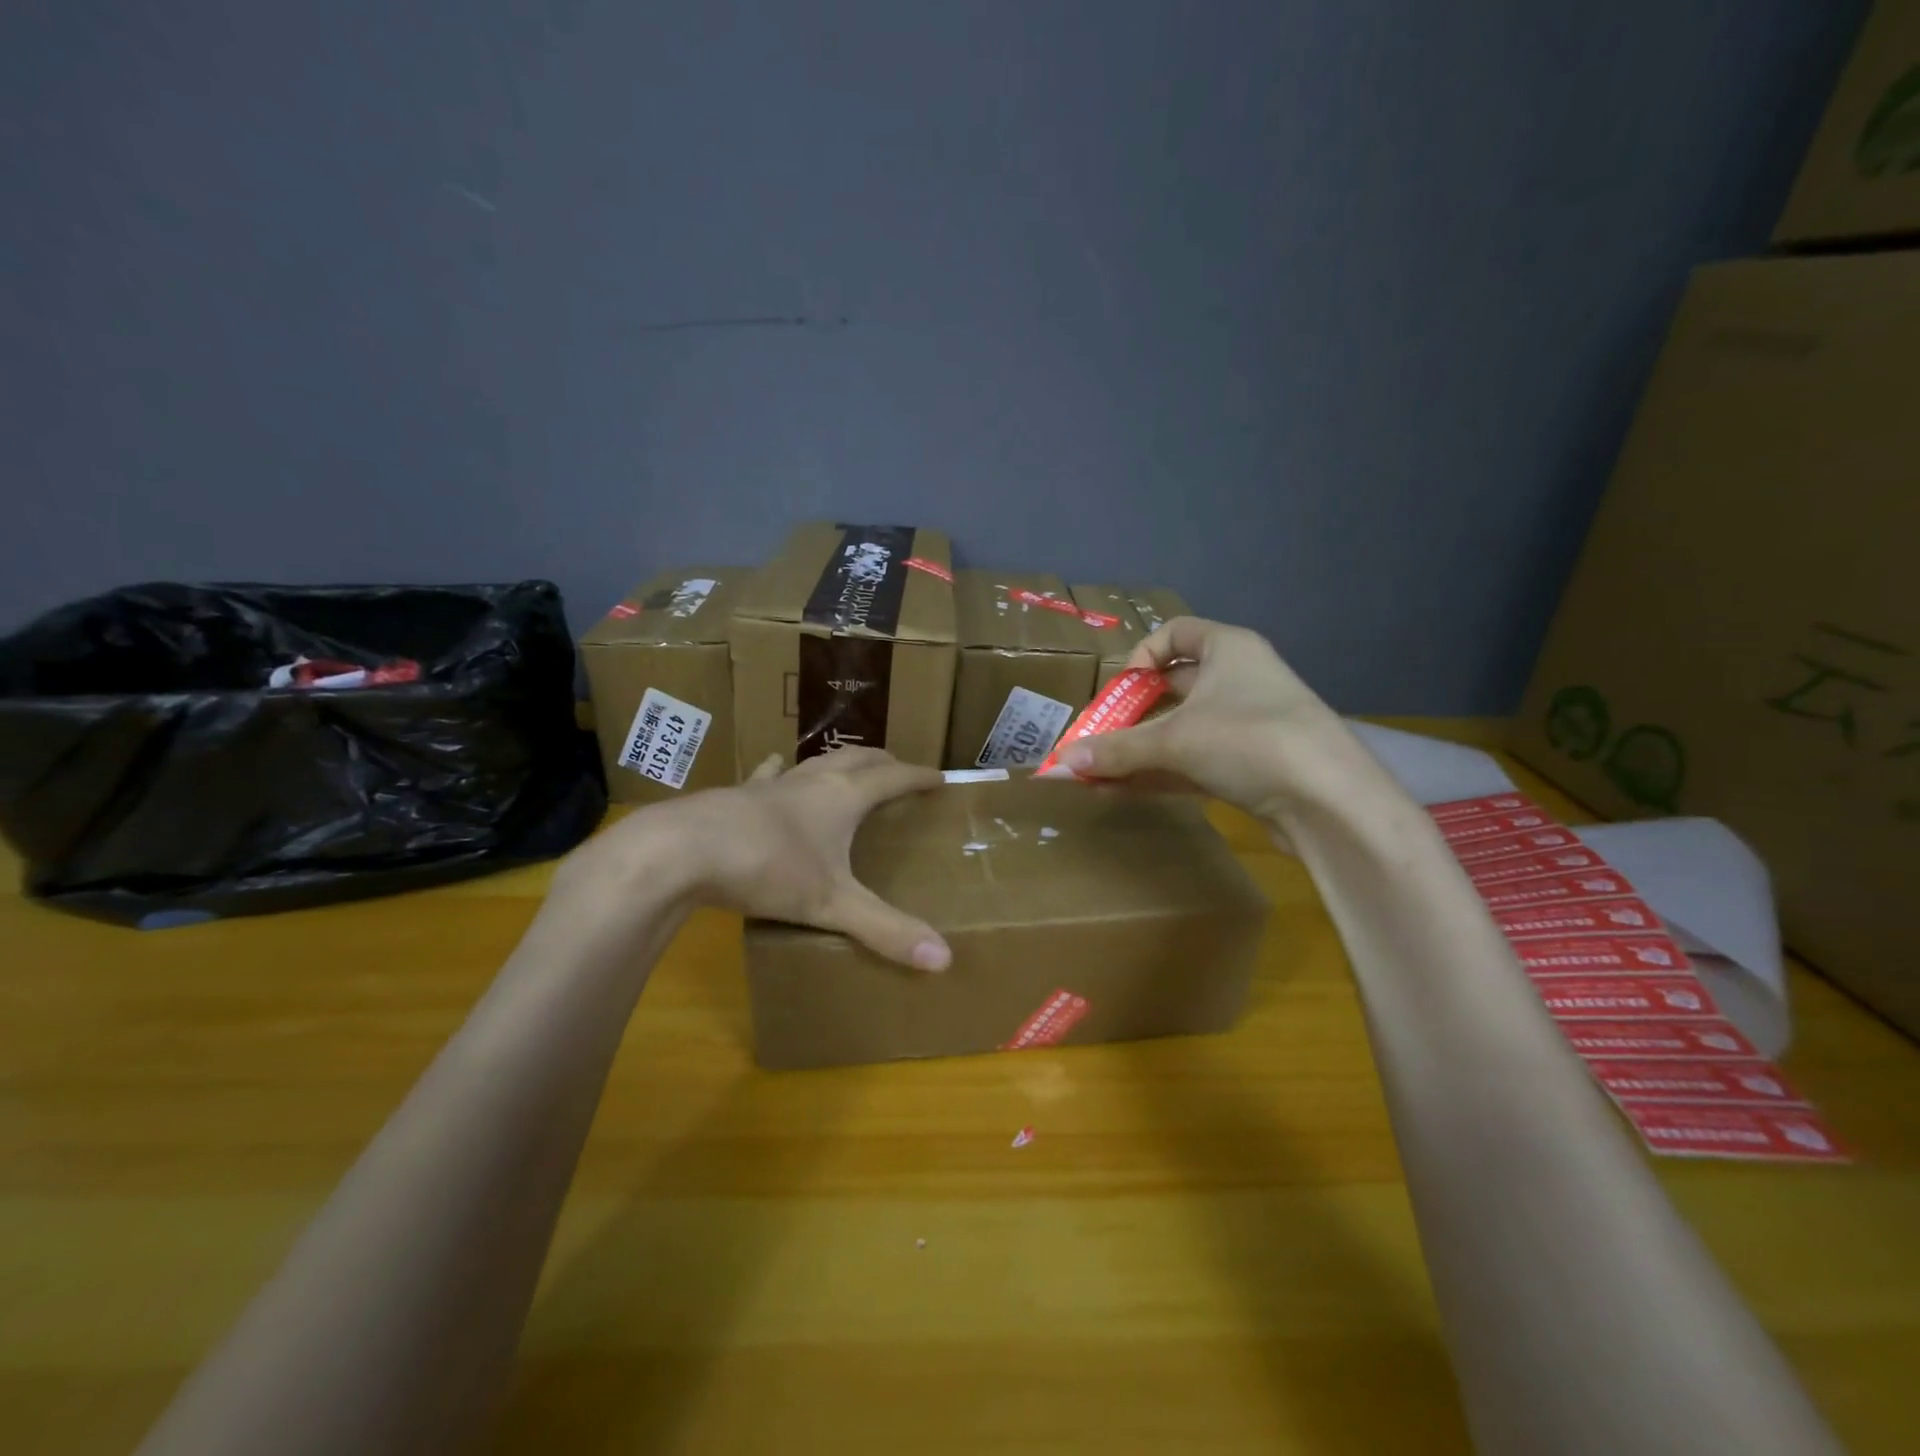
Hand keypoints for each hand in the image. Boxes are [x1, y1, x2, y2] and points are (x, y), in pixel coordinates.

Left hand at [581, 747, 951, 969]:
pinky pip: (769, 775)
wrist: (681, 851)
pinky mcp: (737, 795)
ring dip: (838, 762)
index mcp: (843, 798)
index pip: (893, 778)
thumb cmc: (767, 869)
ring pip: (815, 762)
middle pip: (858, 759)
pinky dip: (782, 771)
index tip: (940, 778)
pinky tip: (776, 768)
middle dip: (884, 762)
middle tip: (900, 772)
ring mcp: (771, 785)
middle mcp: (812, 781)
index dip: (918, 777)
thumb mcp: (832, 904)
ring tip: (848, 769)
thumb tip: (944, 958)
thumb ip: (886, 930)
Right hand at [1054, 616, 1349, 819]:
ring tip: (1095, 774)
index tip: (1119, 691)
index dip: (1140, 657)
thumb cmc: (1249, 740)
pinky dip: (1159, 773)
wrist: (1330, 802)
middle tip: (1098, 739)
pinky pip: (1193, 761)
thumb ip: (1116, 750)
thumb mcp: (1174, 740)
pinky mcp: (1251, 766)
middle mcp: (1239, 680)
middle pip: (1173, 688)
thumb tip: (1060, 762)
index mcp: (1229, 649)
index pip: (1175, 634)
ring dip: (1138, 752)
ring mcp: (1248, 726)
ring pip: (1181, 731)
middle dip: (1130, 716)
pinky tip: (1121, 791)